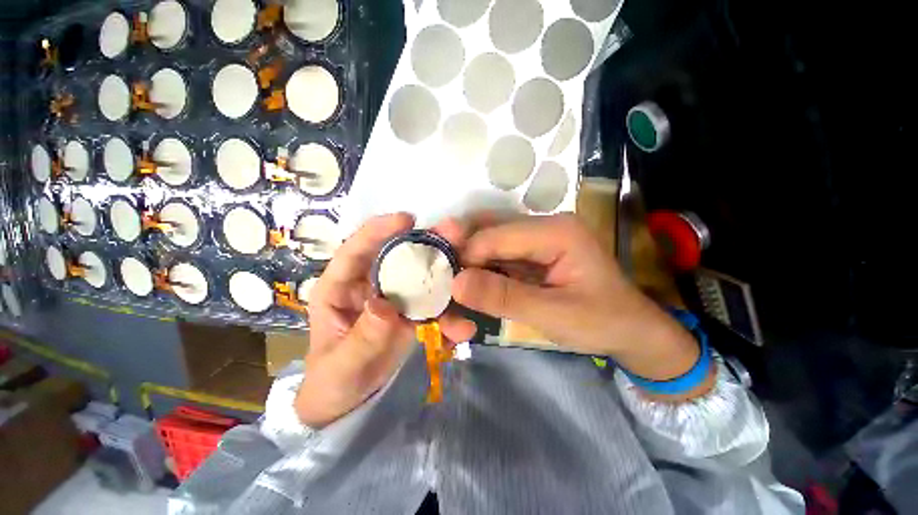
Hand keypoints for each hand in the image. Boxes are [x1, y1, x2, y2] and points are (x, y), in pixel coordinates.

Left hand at [296, 213, 475, 428]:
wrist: (350, 404)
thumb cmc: (332, 381)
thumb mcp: (342, 364)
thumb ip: (363, 337)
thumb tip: (385, 307)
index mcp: (341, 288)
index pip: (356, 250)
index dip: (379, 230)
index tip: (407, 219)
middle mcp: (371, 286)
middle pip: (398, 257)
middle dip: (426, 243)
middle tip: (454, 232)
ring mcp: (395, 300)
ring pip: (422, 278)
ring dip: (446, 274)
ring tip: (470, 273)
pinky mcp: (412, 315)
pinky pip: (433, 307)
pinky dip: (449, 315)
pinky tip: (464, 328)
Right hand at [452, 214, 702, 383]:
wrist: (631, 330)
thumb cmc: (602, 322)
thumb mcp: (554, 315)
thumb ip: (504, 297)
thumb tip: (456, 284)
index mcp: (556, 231)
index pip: (495, 235)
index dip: (466, 256)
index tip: (444, 283)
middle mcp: (544, 225)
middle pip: (489, 231)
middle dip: (462, 253)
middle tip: (439, 279)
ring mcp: (537, 238)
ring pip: (490, 242)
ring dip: (468, 262)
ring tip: (449, 282)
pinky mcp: (532, 253)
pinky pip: (498, 255)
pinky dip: (481, 269)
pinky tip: (469, 283)